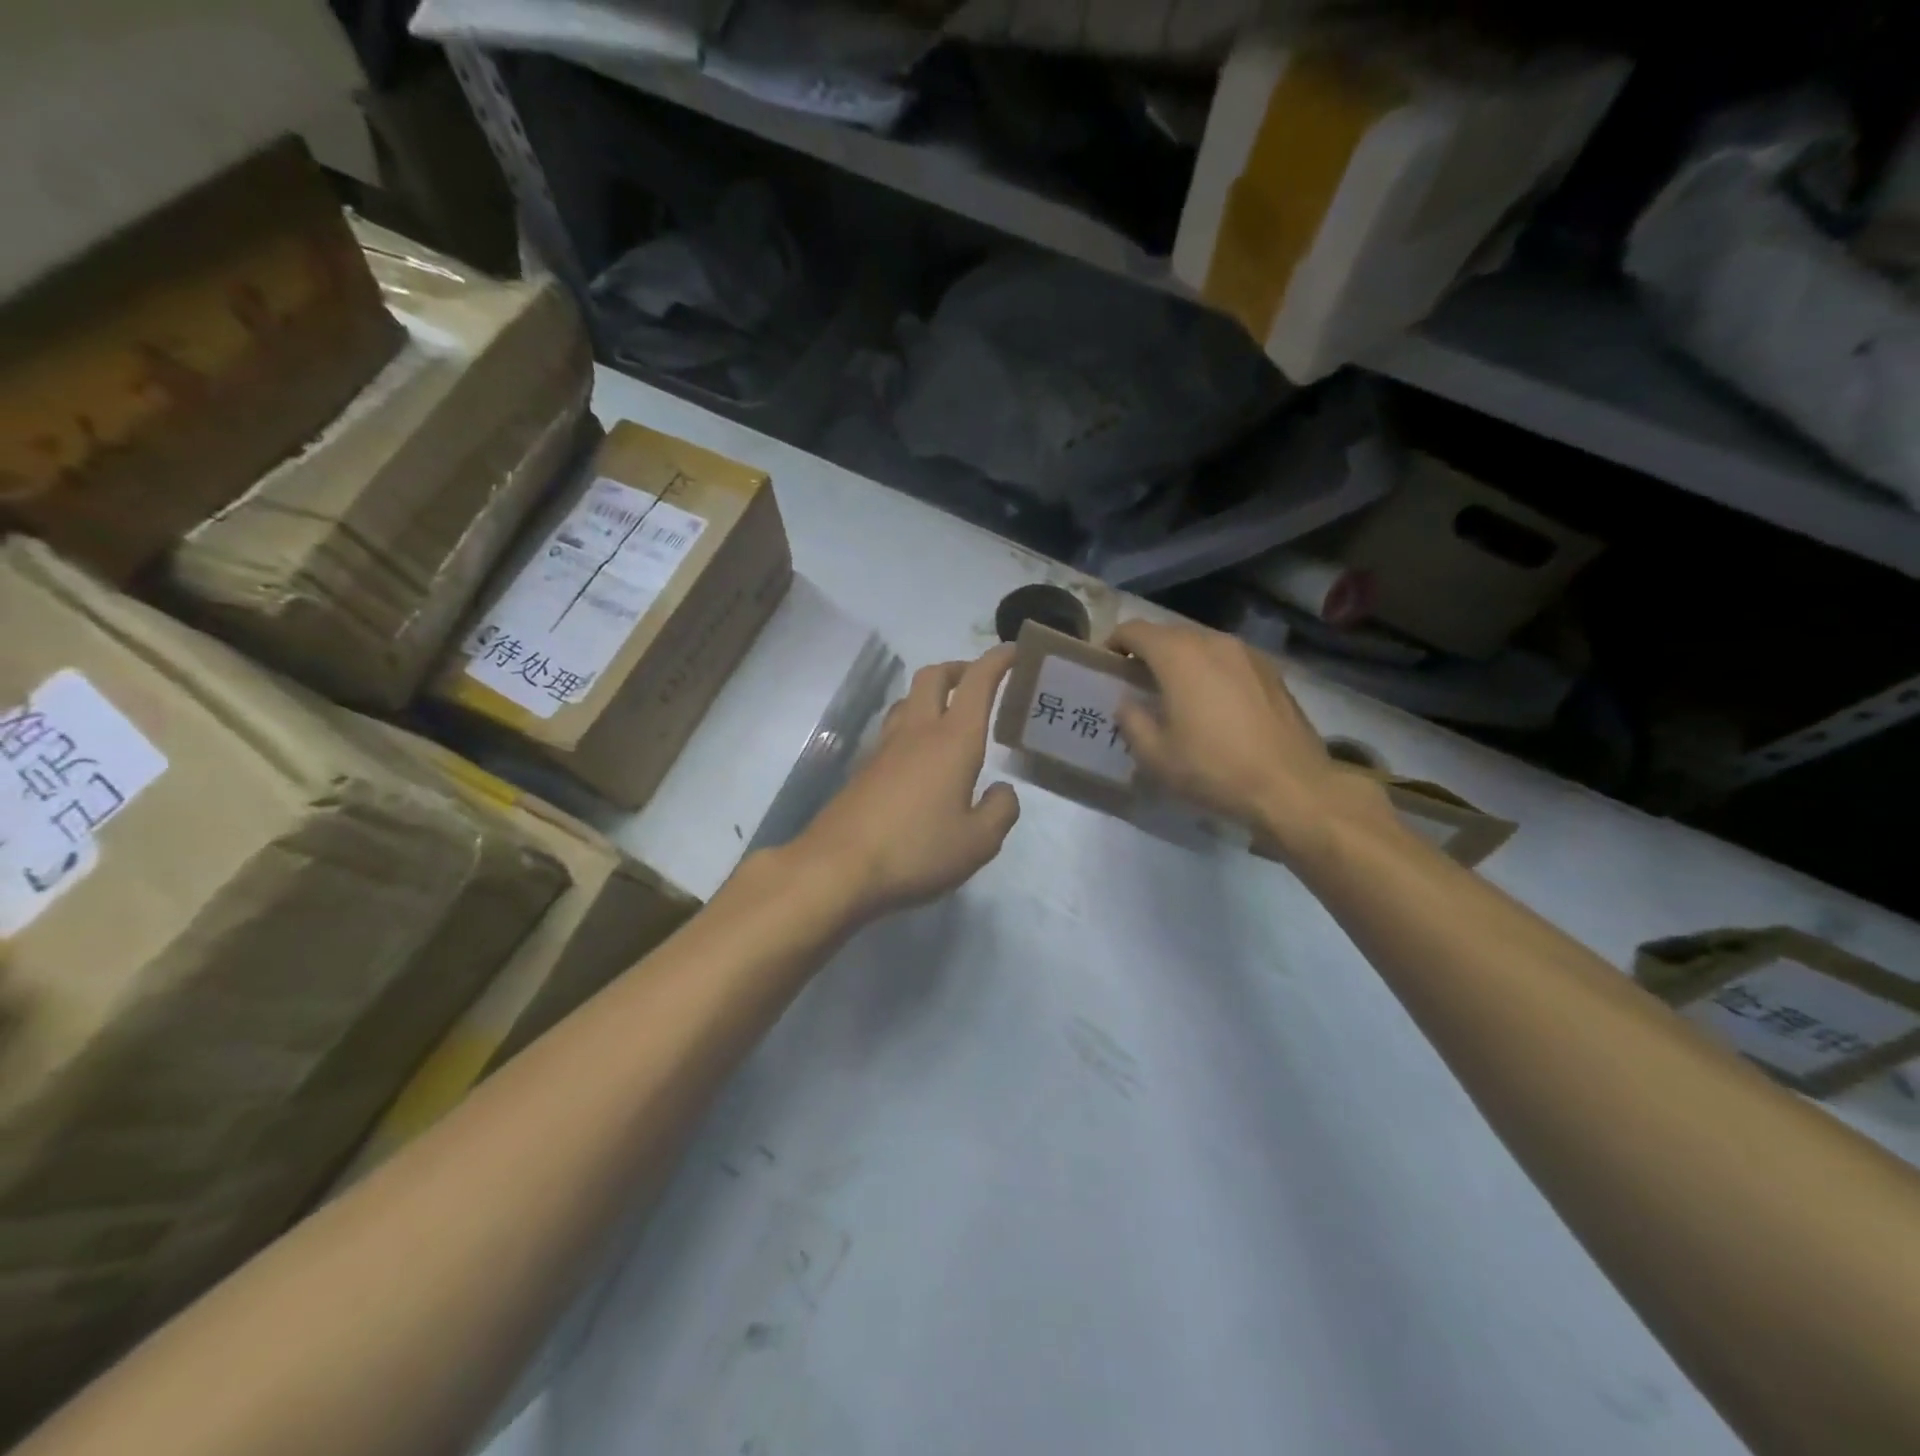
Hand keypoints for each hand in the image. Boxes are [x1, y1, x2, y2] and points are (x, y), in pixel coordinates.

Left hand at [796, 647, 1020, 919]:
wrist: (838, 868)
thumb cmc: (917, 850)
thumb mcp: (979, 842)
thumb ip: (1001, 810)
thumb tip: (1002, 790)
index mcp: (953, 740)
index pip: (977, 682)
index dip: (998, 660)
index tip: (1015, 651)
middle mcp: (917, 732)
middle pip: (934, 676)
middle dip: (960, 668)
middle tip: (980, 682)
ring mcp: (884, 748)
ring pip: (908, 699)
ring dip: (932, 694)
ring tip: (951, 716)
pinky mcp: (864, 769)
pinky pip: (893, 729)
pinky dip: (913, 724)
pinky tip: (921, 757)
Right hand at [1108, 620, 1393, 864]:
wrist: (1291, 786)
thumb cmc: (1214, 769)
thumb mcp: (1156, 756)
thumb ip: (1132, 721)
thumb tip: (1128, 703)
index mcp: (1179, 656)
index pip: (1135, 630)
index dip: (1115, 642)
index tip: (1106, 663)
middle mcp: (1213, 643)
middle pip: (1169, 633)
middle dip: (1147, 651)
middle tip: (1135, 681)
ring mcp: (1247, 654)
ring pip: (1201, 645)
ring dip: (1180, 660)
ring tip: (1173, 692)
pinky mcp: (1270, 672)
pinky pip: (1227, 659)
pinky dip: (1210, 670)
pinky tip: (1211, 703)